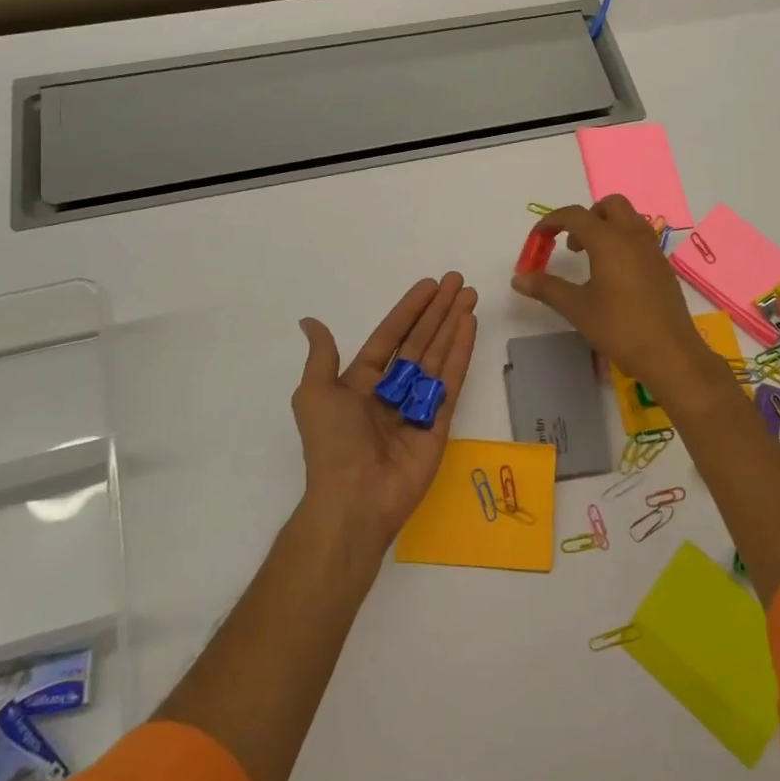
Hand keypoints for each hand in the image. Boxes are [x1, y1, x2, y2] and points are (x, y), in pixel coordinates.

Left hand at [291, 273, 478, 549]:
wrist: (354, 499)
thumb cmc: (332, 444)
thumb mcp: (315, 394)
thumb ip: (322, 356)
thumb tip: (309, 322)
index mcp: (362, 382)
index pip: (391, 335)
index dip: (409, 310)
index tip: (429, 285)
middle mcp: (392, 389)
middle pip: (420, 339)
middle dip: (438, 310)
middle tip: (458, 281)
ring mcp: (418, 404)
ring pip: (439, 354)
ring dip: (454, 323)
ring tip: (470, 295)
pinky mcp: (439, 422)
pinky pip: (451, 379)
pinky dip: (461, 351)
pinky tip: (470, 326)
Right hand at [512, 196, 728, 399]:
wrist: (670, 354)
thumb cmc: (619, 328)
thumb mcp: (577, 308)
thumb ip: (547, 288)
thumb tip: (518, 278)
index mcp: (609, 240)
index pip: (575, 215)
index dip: (552, 221)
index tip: (538, 239)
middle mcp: (633, 237)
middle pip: (609, 205)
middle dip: (586, 216)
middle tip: (572, 245)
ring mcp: (653, 251)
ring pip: (629, 219)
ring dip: (607, 227)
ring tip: (592, 259)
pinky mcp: (664, 267)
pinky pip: (641, 239)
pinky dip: (623, 243)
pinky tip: (615, 277)